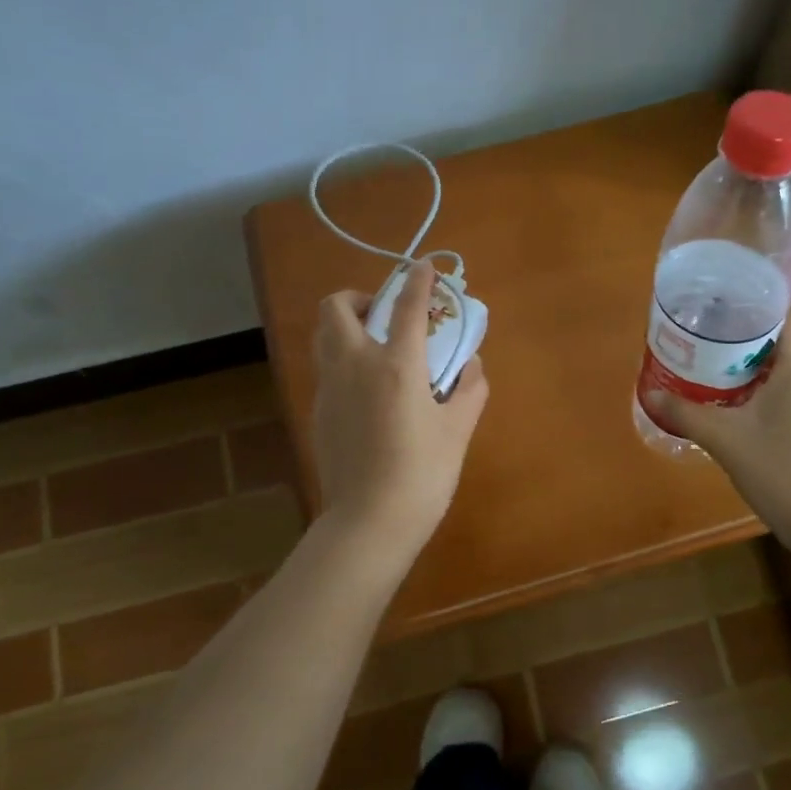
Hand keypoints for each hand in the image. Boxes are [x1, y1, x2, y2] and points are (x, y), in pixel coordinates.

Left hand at [311, 261, 489, 552]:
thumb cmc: (422, 474)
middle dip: (358, 297)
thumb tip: (472, 365)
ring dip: (345, 326)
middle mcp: (354, 365)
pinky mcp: (318, 412)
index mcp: (395, 366)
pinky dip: (343, 360)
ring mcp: (329, 389)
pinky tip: (367, 389)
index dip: (418, 281)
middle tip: (385, 315)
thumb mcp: (457, 430)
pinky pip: (326, 369)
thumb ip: (469, 389)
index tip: (425, 267)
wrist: (369, 522)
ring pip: (323, 336)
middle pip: (335, 307)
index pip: (407, 308)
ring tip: (376, 346)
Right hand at [647, 309, 790, 544]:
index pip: (788, 315)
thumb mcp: (723, 438)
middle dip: (748, 339)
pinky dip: (771, 392)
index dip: (758, 308)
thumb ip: (685, 412)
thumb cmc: (778, 468)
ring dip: (758, 368)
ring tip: (719, 370)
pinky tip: (743, 408)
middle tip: (709, 342)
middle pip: (787, 341)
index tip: (723, 313)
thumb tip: (649, 394)